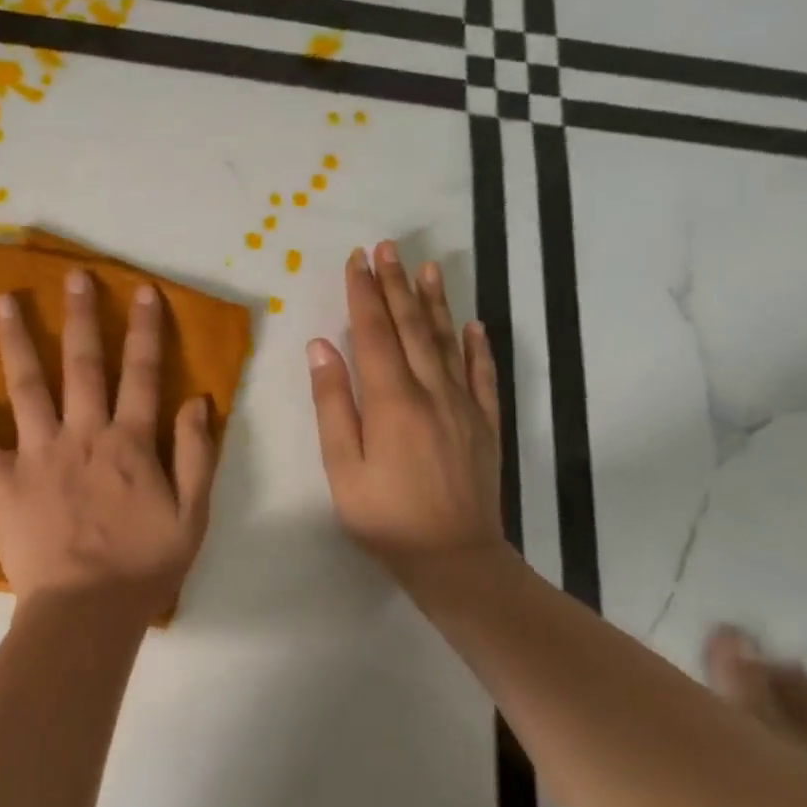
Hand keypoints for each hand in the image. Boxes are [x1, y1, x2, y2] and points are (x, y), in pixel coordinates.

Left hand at [0, 269, 218, 619]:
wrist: (87, 613)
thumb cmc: (143, 567)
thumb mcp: (192, 515)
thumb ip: (196, 455)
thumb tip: (197, 400)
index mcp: (130, 443)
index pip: (141, 374)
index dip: (144, 330)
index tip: (141, 290)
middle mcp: (83, 434)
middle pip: (82, 365)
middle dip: (80, 316)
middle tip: (72, 275)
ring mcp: (38, 454)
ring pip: (27, 386)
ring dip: (15, 340)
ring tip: (2, 301)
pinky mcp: (2, 481)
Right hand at [307, 243, 505, 591]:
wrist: (455, 559)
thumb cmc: (384, 516)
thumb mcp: (341, 465)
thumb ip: (332, 402)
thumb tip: (321, 346)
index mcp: (391, 400)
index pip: (375, 332)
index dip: (364, 293)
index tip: (357, 259)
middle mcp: (431, 391)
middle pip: (412, 326)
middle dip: (396, 284)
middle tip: (388, 247)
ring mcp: (464, 406)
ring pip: (448, 341)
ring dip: (435, 302)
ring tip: (427, 267)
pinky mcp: (485, 424)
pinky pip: (483, 374)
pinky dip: (477, 346)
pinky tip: (474, 324)